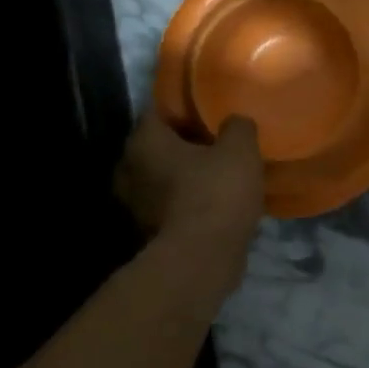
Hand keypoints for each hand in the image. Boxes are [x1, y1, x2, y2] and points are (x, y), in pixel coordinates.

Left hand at [115, 113, 264, 285]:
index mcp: (143, 141)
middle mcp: (128, 169)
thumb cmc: (215, 193)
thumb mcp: (240, 150)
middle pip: (158, 146)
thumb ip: (238, 127)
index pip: (159, 110)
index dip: (185, 108)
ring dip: (184, 176)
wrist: (201, 260)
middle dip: (183, 144)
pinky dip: (186, 202)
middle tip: (216, 143)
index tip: (210, 112)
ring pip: (162, 178)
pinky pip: (169, 206)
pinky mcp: (147, 233)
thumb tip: (235, 122)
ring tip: (217, 175)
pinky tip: (213, 203)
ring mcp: (134, 205)